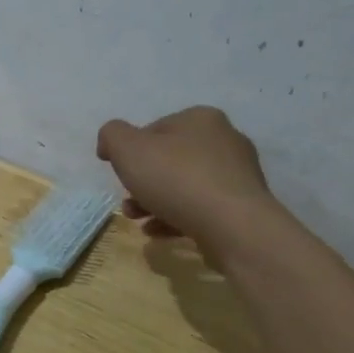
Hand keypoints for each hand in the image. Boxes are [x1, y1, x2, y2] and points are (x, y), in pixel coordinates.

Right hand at [96, 107, 273, 250]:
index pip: (155, 130)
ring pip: (185, 187)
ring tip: (139, 221)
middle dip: (143, 183)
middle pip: (170, 160)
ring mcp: (238, 175)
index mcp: (200, 119)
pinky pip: (202, 209)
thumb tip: (110, 143)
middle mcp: (225, 140)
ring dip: (156, 203)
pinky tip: (159, 233)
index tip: (120, 174)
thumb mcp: (128, 149)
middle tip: (128, 203)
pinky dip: (177, 218)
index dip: (131, 152)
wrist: (233, 226)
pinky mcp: (243, 207)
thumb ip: (112, 136)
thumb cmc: (177, 179)